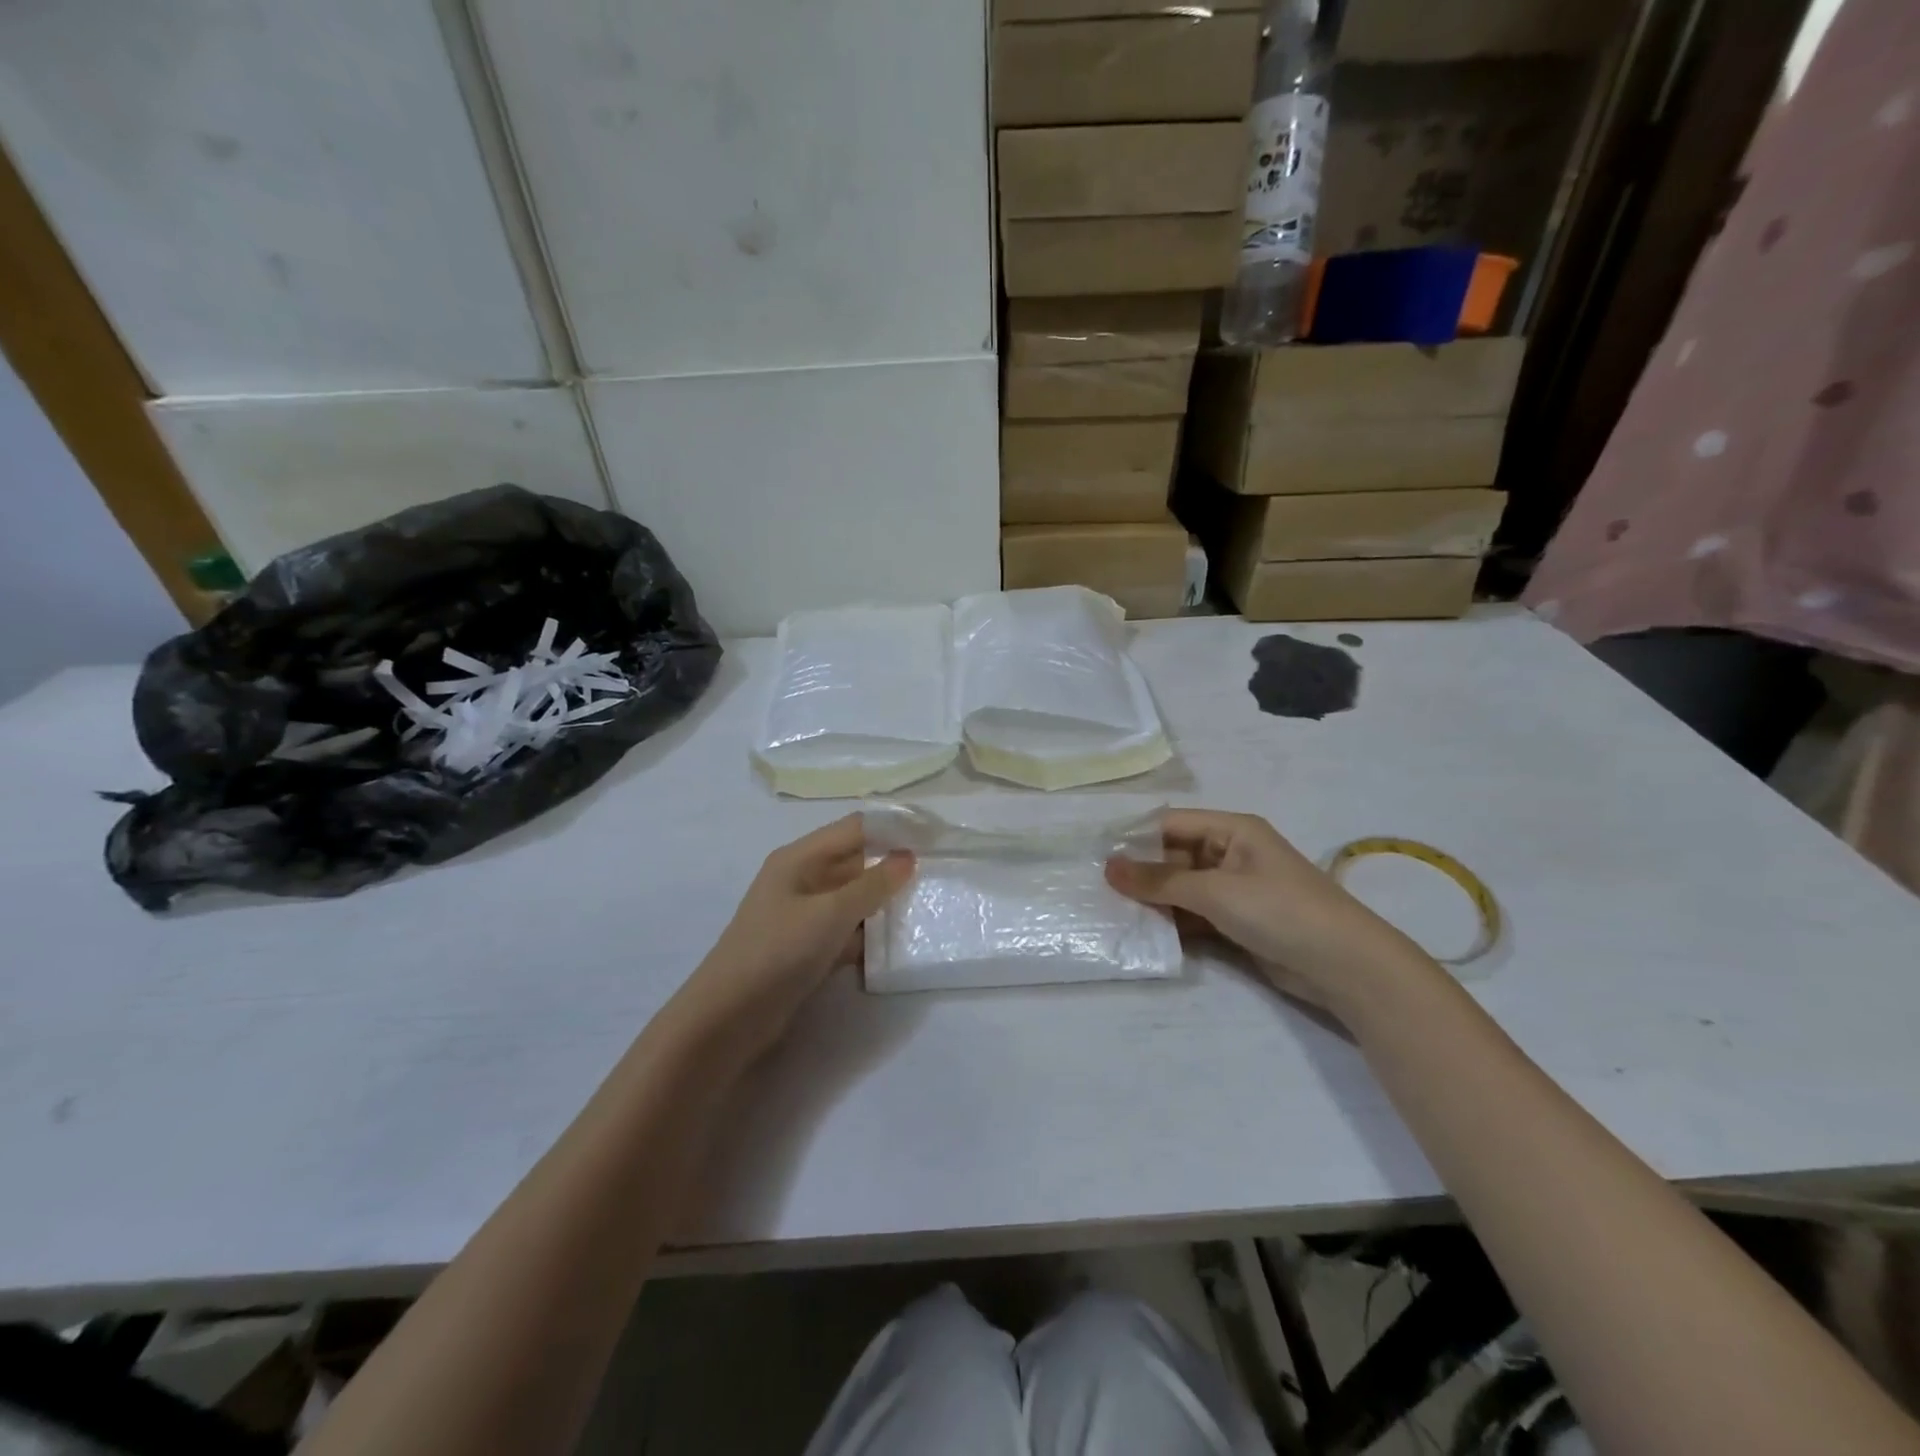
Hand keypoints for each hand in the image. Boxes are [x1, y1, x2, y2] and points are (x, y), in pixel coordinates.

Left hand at [674, 816, 913, 1063]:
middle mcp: (802, 879)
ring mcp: (804, 916)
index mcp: (800, 858)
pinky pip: (846, 931)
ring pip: (854, 899)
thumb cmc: (778, 951)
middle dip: (893, 867)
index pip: (855, 828)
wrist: (728, 1018)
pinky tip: (897, 946)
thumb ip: (873, 884)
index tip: (934, 836)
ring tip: (926, 907)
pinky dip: (868, 935)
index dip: (893, 828)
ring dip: (883, 903)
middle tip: (938, 875)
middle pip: (856, 862)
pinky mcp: (808, 948)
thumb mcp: (830, 913)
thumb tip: (908, 856)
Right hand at [1106, 809, 1427, 1014]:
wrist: (1345, 966)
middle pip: (1174, 856)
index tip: (1097, 856)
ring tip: (1112, 912)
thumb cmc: (1280, 910)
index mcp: (1232, 830)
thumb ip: (1160, 880)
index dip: (1135, 838)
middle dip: (1141, 873)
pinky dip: (1173, 923)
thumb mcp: (1215, 891)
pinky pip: (1195, 915)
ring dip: (1154, 900)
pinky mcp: (1238, 922)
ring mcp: (1236, 890)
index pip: (1171, 824)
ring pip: (1182, 888)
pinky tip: (1143, 933)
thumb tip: (1108, 867)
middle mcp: (1231, 854)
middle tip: (1098, 890)